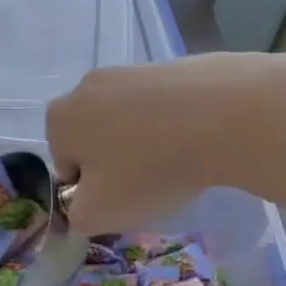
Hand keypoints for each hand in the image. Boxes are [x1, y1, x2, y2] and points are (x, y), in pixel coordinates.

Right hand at [47, 53, 285, 234]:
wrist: (225, 115)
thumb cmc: (149, 169)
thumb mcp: (98, 214)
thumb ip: (75, 218)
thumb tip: (80, 209)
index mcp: (60, 119)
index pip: (66, 167)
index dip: (91, 192)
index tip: (121, 200)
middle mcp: (86, 86)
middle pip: (95, 140)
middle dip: (116, 165)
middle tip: (148, 185)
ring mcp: (130, 71)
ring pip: (129, 123)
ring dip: (145, 146)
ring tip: (178, 164)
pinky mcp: (171, 67)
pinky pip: (162, 108)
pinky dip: (173, 126)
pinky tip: (198, 141)